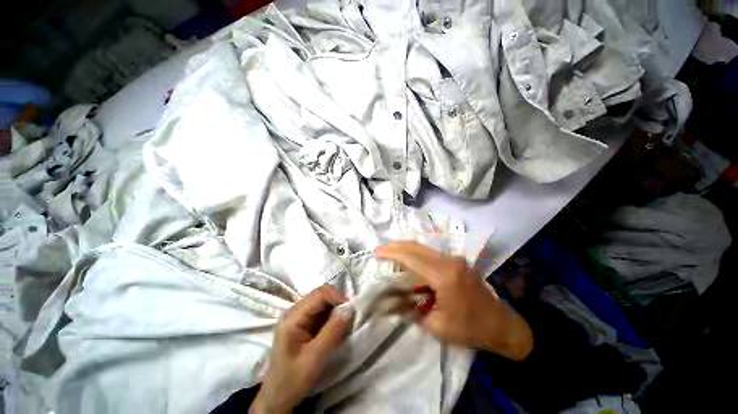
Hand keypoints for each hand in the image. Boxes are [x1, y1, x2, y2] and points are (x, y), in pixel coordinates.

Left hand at [251, 285, 353, 413]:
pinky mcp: (305, 323)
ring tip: (347, 320)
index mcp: (293, 317)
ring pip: (323, 302)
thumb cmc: (292, 380)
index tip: (352, 308)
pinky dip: (333, 315)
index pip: (318, 295)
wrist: (278, 398)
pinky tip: (338, 325)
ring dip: (337, 308)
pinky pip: (323, 311)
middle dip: (338, 301)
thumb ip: (332, 332)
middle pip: (321, 295)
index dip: (336, 296)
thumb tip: (350, 310)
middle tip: (351, 314)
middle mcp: (295, 311)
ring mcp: (300, 316)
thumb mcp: (314, 358)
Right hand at [376, 242, 532, 360]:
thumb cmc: (469, 329)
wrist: (501, 325)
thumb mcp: (436, 327)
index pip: (412, 258)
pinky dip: (416, 254)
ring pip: (424, 248)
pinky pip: (431, 254)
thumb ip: (411, 311)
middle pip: (417, 247)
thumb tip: (391, 302)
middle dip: (397, 246)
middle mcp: (449, 261)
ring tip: (391, 253)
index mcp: (444, 276)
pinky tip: (409, 259)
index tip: (377, 252)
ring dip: (406, 249)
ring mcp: (455, 259)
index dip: (393, 253)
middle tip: (381, 250)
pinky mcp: (457, 261)